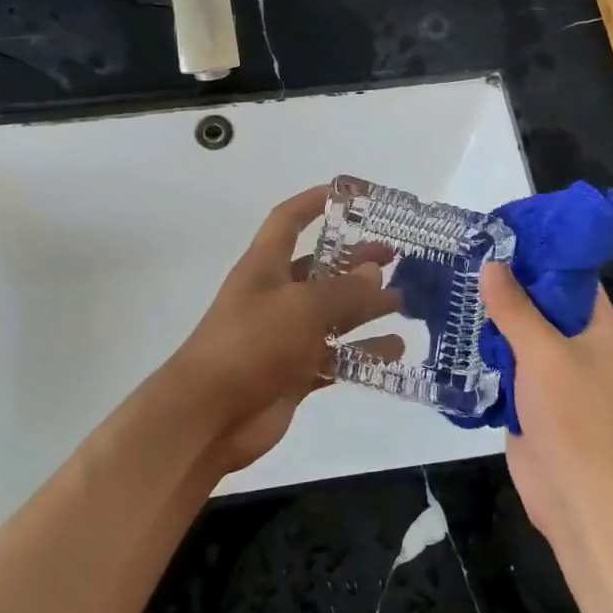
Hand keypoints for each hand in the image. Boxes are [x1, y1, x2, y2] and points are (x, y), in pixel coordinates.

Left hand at [169, 186, 399, 473]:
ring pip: (333, 314)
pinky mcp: (295, 372)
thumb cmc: (251, 343)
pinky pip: (336, 355)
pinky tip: (395, 351)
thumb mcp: (302, 306)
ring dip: (366, 307)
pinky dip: (363, 352)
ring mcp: (285, 336)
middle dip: (356, 261)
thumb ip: (344, 290)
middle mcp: (276, 295)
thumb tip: (375, 272)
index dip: (314, 203)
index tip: (350, 196)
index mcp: (266, 266)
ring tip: (404, 303)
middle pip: (321, 269)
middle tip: (395, 258)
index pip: (288, 221)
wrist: (208, 416)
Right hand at [479, 263, 612, 553]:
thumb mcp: (543, 351)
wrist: (577, 496)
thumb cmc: (573, 414)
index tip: (504, 234)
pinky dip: (487, 349)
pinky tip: (456, 330)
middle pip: (543, 303)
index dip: (543, 254)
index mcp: (599, 328)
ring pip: (522, 334)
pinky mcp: (532, 399)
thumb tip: (491, 265)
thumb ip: (515, 307)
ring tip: (456, 284)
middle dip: (509, 284)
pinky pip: (508, 363)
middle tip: (469, 256)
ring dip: (494, 317)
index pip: (573, 277)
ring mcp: (555, 374)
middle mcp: (580, 346)